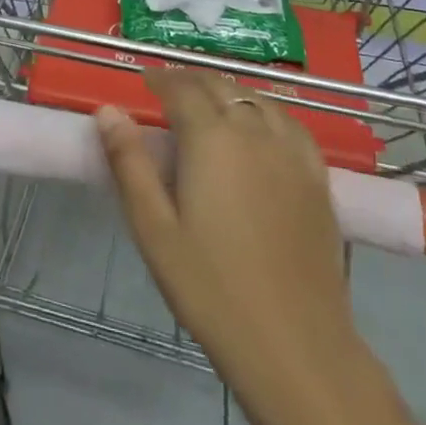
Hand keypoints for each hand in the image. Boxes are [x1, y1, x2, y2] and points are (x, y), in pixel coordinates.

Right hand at [96, 69, 359, 424]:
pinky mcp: (317, 176)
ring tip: (208, 103)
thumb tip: (108, 111)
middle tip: (169, 89)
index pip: (182, 89)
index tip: (144, 82)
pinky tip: (260, 127)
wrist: (295, 344)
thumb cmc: (211, 288)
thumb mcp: (154, 229)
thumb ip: (130, 164)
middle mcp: (254, 131)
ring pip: (256, 99)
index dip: (160, 79)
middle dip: (191, 80)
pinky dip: (265, 111)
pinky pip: (289, 122)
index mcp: (211, 138)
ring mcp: (291, 152)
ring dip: (227, 91)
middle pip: (220, 86)